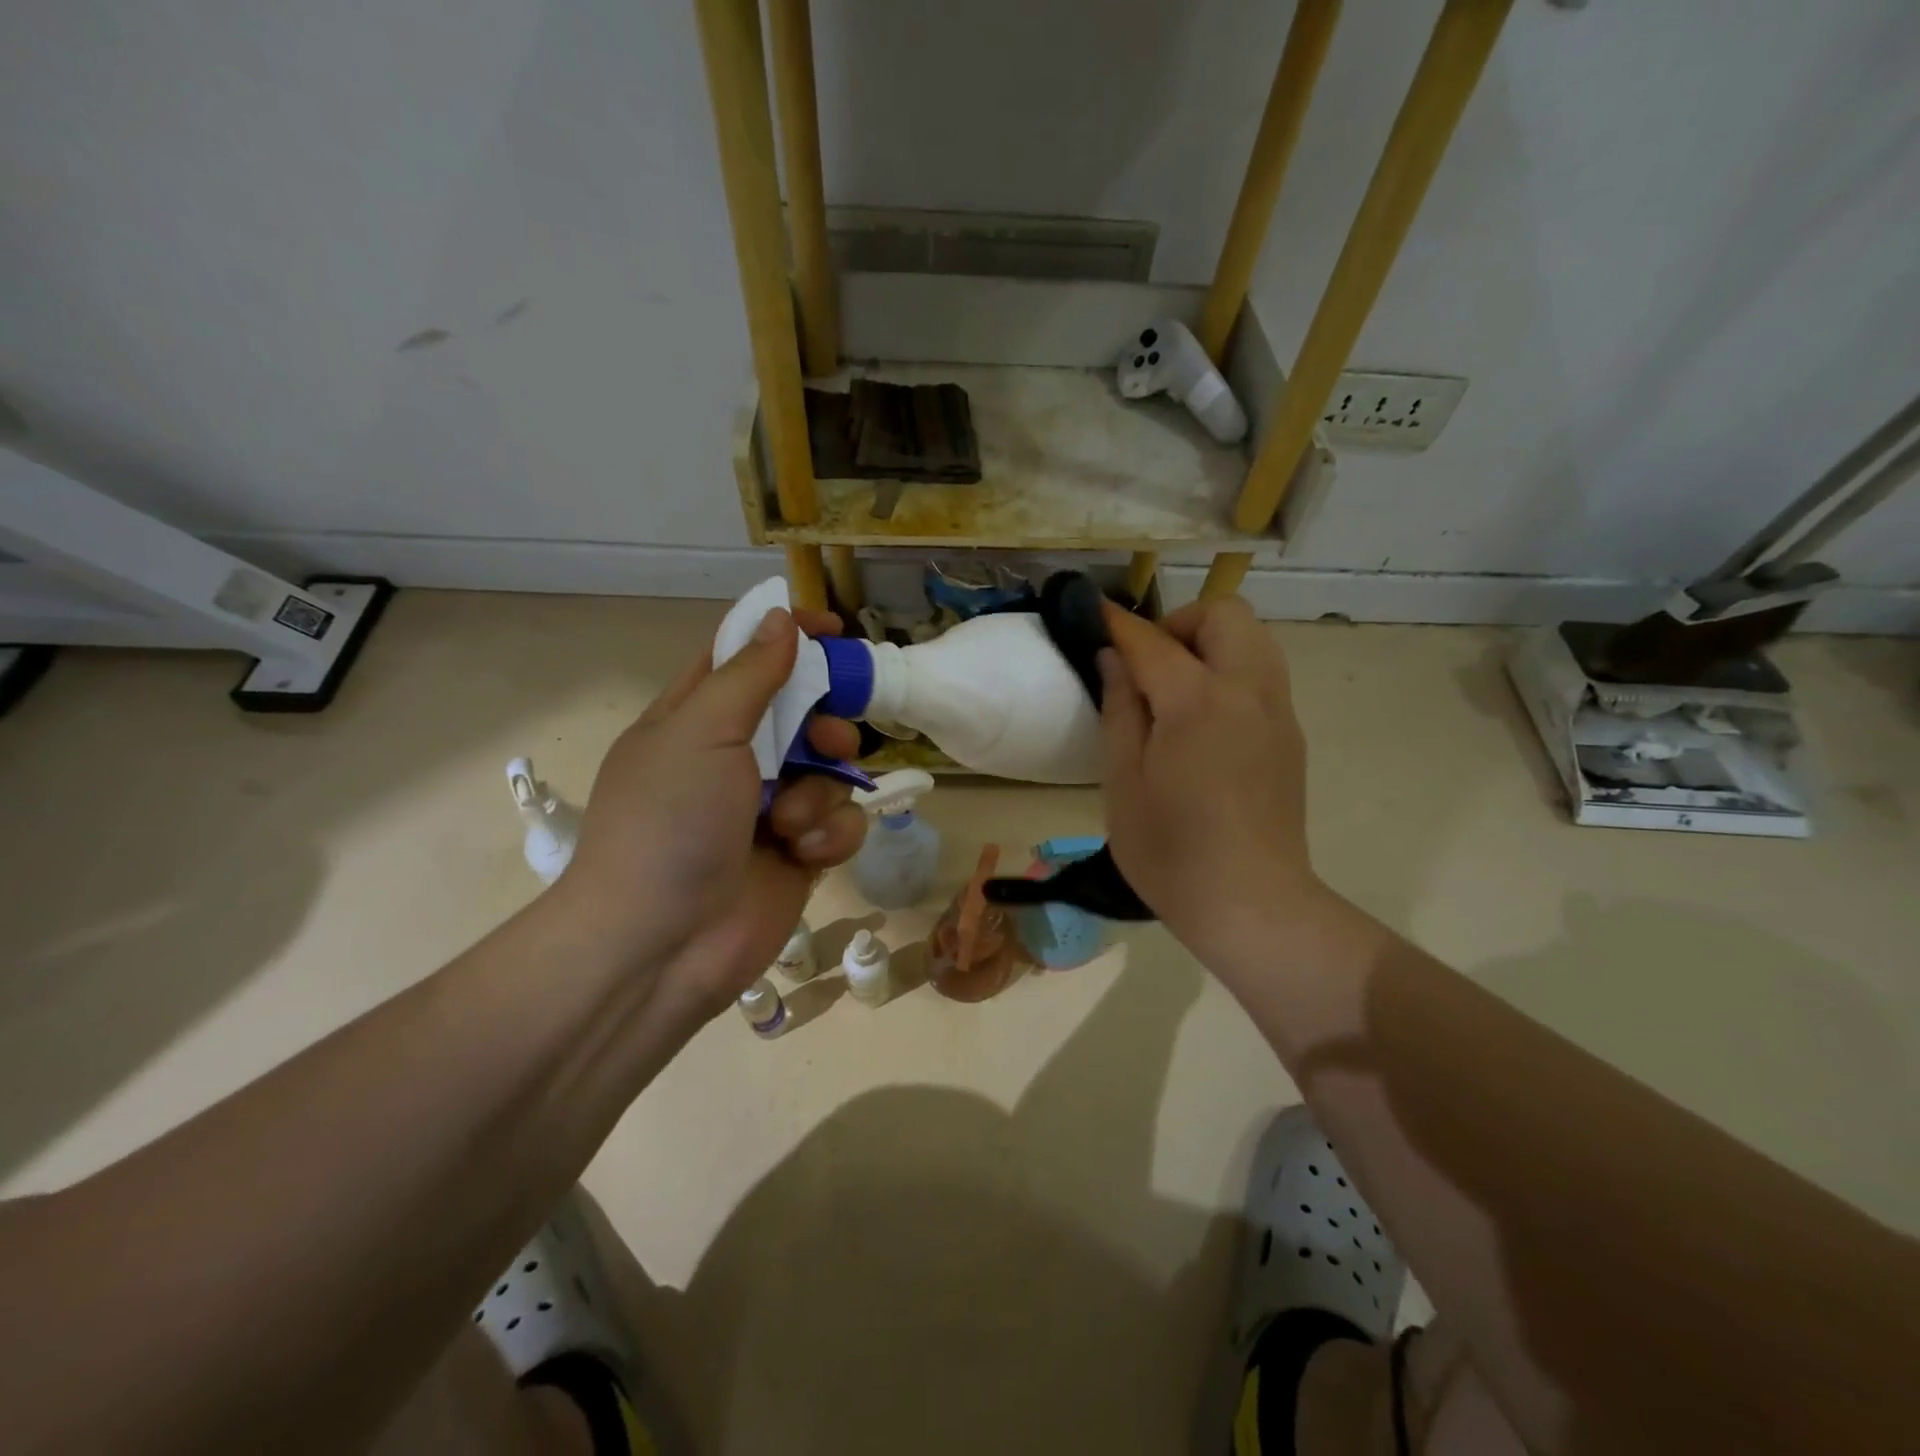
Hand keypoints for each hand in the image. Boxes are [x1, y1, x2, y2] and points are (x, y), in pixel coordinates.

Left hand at [550, 606, 866, 1015]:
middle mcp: (735, 759)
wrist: (662, 945)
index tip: (833, 629)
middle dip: (824, 727)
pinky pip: (841, 822)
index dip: (787, 638)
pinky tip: (803, 855)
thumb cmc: (669, 823)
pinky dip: (829, 835)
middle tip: (826, 742)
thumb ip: (749, 674)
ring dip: (820, 793)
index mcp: (697, 720)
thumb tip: (781, 617)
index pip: (745, 659)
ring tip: (791, 824)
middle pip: (804, 715)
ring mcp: (770, 808)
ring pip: (831, 772)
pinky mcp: (800, 852)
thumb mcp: (701, 731)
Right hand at [1097, 597, 1325, 963]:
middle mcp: (1248, 692)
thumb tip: (1114, 659)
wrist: (1252, 905)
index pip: (1153, 641)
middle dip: (1181, 623)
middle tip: (1149, 666)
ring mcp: (1278, 713)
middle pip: (1225, 615)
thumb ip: (1120, 711)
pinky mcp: (1290, 736)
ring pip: (1253, 640)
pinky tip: (1204, 722)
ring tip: (1175, 690)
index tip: (1093, 613)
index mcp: (1199, 702)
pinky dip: (1231, 672)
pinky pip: (1262, 675)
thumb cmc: (1172, 851)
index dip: (1118, 623)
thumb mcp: (1124, 783)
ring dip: (1211, 644)